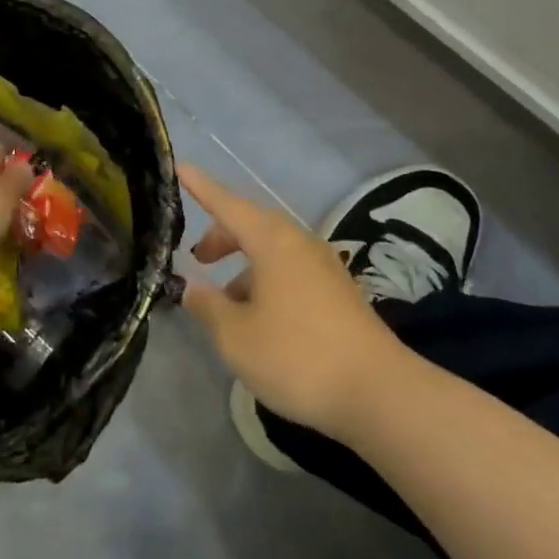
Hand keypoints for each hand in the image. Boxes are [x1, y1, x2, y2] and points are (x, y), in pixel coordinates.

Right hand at [180, 164, 408, 442]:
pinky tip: (259, 319)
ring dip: (244, 265)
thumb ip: (208, 306)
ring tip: (225, 302)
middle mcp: (299, 242)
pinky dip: (266, 281)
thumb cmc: (297, 356)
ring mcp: (323, 265)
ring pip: (272, 250)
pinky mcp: (337, 290)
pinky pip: (290, 270)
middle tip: (198, 259)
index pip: (227, 204)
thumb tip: (191, 287)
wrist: (378, 391)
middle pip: (252, 225)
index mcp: (272, 241)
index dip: (201, 188)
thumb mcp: (237, 337)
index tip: (180, 167)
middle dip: (222, 236)